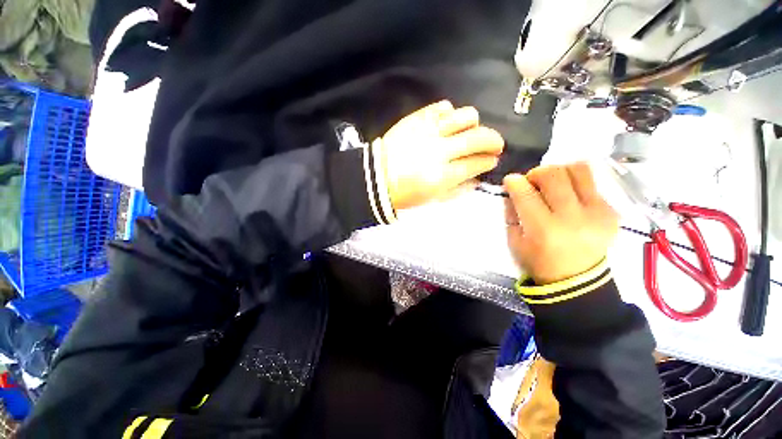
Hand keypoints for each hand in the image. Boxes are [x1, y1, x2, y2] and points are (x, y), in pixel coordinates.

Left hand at [376, 101, 503, 209]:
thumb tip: (478, 176)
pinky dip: (451, 113)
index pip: (477, 163)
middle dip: (494, 140)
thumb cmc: (406, 192)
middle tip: (494, 144)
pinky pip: (443, 106)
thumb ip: (458, 188)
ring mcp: (428, 131)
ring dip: (474, 123)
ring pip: (465, 115)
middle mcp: (439, 150)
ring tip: (470, 131)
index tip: (492, 160)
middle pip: (478, 137)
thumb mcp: (433, 199)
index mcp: (442, 175)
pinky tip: (448, 123)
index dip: (489, 161)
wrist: (378, 177)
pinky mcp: (417, 118)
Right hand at [503, 163, 618, 284]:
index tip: (511, 180)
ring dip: (560, 171)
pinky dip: (575, 184)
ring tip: (553, 184)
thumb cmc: (539, 262)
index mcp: (543, 230)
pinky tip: (569, 198)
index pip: (526, 194)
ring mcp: (597, 213)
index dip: (514, 182)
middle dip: (536, 173)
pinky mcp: (611, 212)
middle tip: (532, 182)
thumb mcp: (515, 241)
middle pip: (554, 175)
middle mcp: (572, 218)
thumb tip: (513, 190)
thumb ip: (512, 212)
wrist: (578, 280)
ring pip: (579, 170)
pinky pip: (592, 183)